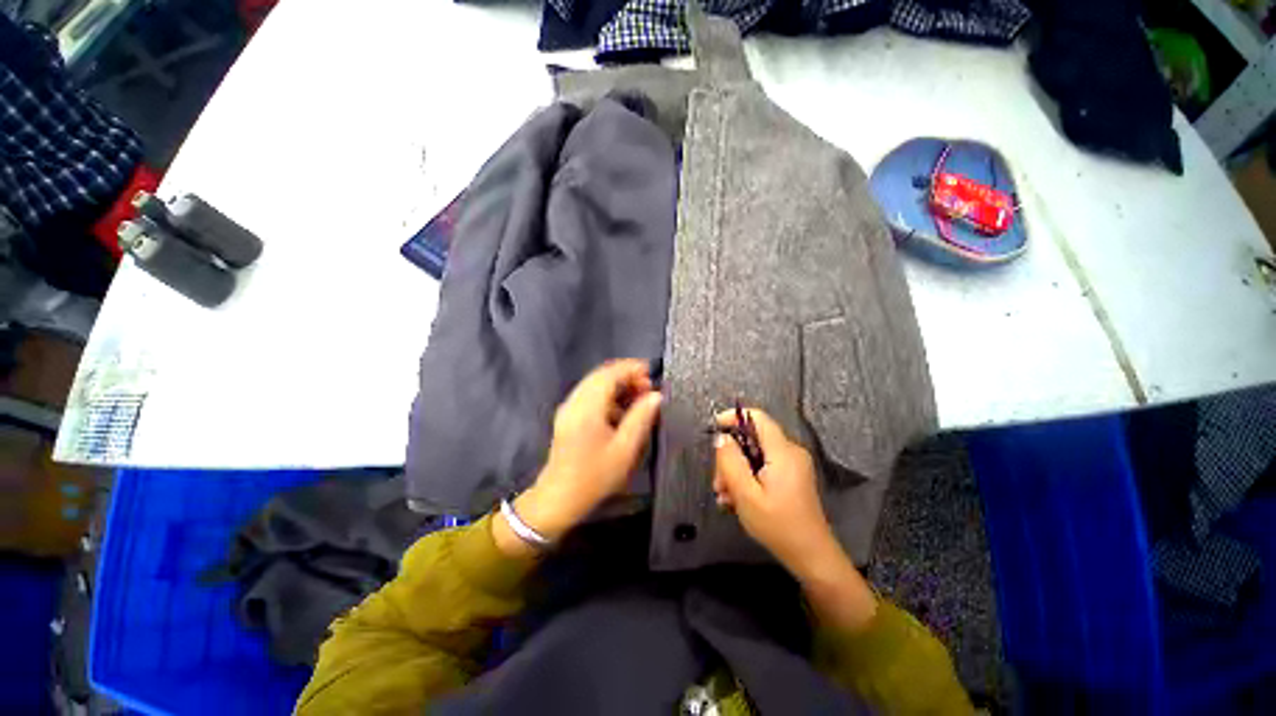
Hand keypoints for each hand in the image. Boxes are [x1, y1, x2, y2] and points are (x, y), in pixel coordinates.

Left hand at [498, 360, 661, 552]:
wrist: (559, 498)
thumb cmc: (595, 476)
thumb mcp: (625, 449)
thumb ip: (641, 418)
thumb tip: (656, 395)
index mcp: (587, 407)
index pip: (609, 373)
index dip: (631, 368)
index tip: (650, 372)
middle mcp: (574, 401)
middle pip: (601, 375)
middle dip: (625, 375)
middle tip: (647, 387)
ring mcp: (568, 408)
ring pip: (594, 384)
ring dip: (617, 384)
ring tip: (638, 397)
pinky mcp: (567, 416)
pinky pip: (589, 395)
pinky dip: (607, 395)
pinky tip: (620, 410)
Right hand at [713, 408, 876, 630]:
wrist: (812, 557)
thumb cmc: (778, 526)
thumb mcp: (746, 494)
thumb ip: (730, 462)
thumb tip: (721, 438)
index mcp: (783, 452)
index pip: (758, 417)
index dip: (734, 417)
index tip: (714, 427)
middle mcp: (791, 452)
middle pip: (753, 439)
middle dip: (731, 456)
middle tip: (718, 482)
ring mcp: (793, 465)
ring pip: (756, 455)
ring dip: (736, 471)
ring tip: (724, 496)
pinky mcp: (793, 477)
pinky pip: (764, 467)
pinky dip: (749, 477)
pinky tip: (737, 499)